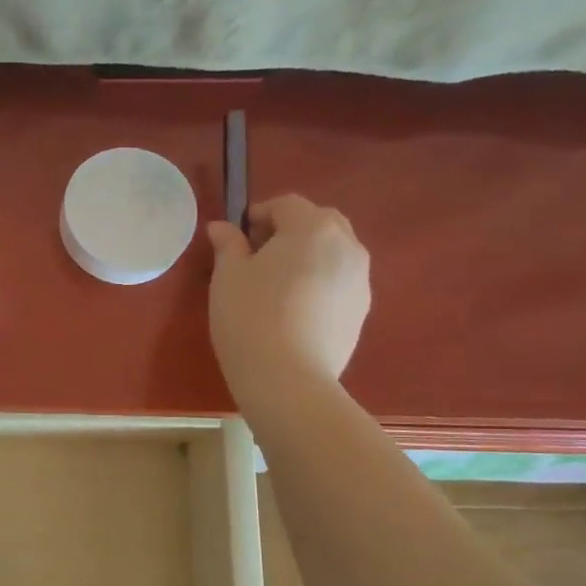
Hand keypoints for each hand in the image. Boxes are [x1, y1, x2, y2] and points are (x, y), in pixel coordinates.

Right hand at [206, 195, 370, 412]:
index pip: (286, 205)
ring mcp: (361, 280)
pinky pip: (339, 282)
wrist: (289, 380)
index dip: (259, 214)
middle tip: (258, 258)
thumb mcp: (228, 277)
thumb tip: (223, 228)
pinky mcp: (362, 312)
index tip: (237, 238)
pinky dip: (320, 283)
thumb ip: (228, 245)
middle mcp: (347, 245)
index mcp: (312, 228)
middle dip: (289, 231)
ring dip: (308, 257)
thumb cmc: (250, 318)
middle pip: (318, 223)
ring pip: (333, 253)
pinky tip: (295, 312)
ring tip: (278, 287)